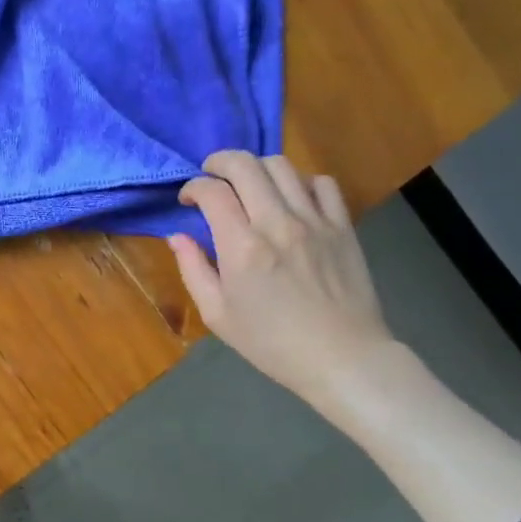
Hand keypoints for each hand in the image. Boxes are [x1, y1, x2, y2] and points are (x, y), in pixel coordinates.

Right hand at [167, 152, 394, 409]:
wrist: (343, 359)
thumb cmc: (272, 343)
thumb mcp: (218, 315)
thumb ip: (193, 269)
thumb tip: (177, 236)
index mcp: (242, 247)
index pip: (212, 191)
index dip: (193, 187)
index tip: (188, 200)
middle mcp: (277, 223)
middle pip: (245, 164)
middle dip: (220, 162)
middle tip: (212, 176)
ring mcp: (314, 221)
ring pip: (282, 166)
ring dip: (257, 168)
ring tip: (249, 185)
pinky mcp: (342, 226)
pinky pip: (322, 183)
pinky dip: (301, 181)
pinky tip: (291, 198)